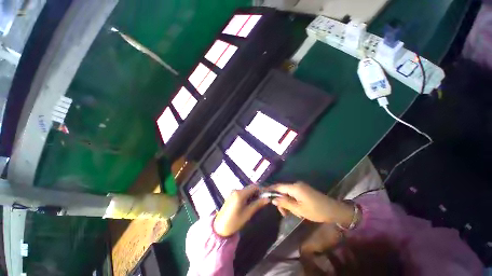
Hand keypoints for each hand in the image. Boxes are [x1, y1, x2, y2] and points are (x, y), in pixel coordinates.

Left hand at [213, 185, 269, 236]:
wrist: (219, 228)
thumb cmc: (234, 222)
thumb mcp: (248, 213)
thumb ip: (258, 204)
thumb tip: (267, 199)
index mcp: (240, 193)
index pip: (254, 187)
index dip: (261, 190)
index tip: (266, 196)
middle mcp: (236, 190)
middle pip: (250, 188)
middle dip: (257, 192)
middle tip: (262, 201)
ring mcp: (233, 192)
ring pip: (246, 190)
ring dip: (252, 194)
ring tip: (256, 203)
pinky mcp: (231, 195)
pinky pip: (242, 193)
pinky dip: (247, 196)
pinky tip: (248, 204)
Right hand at [270, 182, 353, 224]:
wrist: (334, 210)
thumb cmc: (316, 211)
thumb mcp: (299, 209)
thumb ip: (285, 203)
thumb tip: (273, 199)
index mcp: (294, 187)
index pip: (278, 186)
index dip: (270, 189)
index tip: (262, 193)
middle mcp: (296, 184)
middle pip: (283, 190)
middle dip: (281, 201)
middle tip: (284, 214)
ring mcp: (301, 187)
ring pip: (288, 193)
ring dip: (287, 203)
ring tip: (293, 214)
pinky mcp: (304, 190)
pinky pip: (294, 194)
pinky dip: (292, 202)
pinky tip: (297, 210)